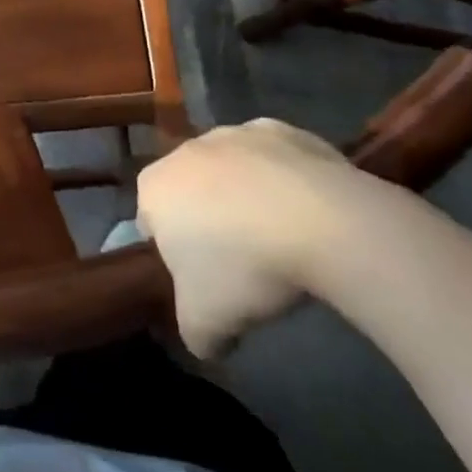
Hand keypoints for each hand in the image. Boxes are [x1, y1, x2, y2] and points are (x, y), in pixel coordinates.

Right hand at [137, 119, 361, 357]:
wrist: (322, 221)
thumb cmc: (245, 267)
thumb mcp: (206, 323)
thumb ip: (193, 334)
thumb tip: (207, 342)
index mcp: (154, 187)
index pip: (149, 221)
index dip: (173, 253)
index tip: (203, 280)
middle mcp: (186, 149)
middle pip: (189, 190)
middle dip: (208, 220)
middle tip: (241, 264)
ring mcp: (234, 132)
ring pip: (231, 170)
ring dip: (245, 196)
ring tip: (281, 239)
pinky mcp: (282, 129)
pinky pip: (274, 159)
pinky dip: (283, 181)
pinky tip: (307, 214)